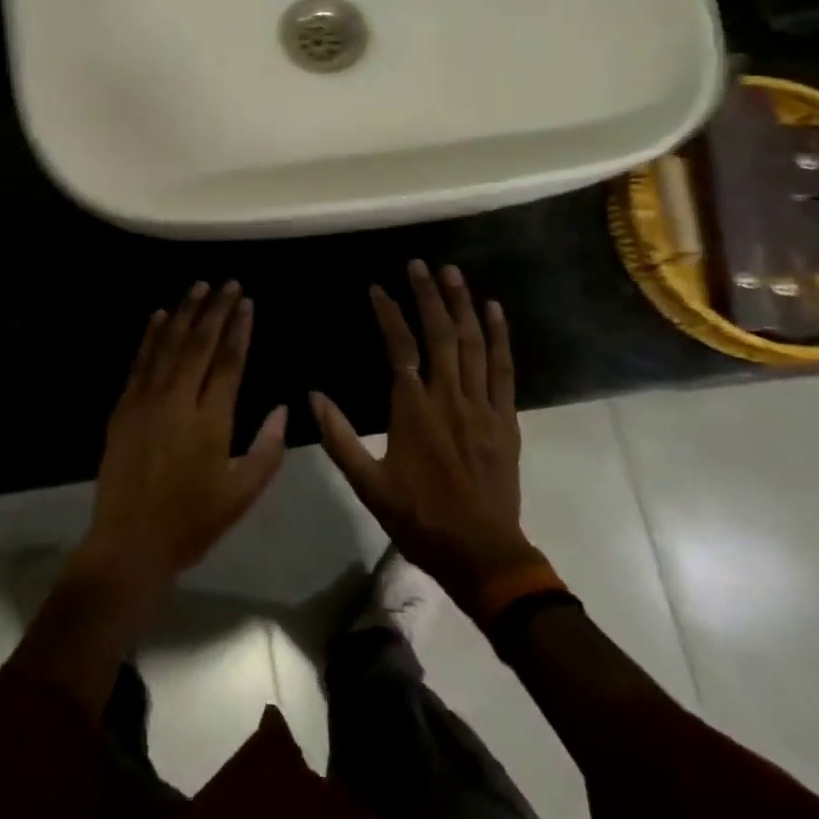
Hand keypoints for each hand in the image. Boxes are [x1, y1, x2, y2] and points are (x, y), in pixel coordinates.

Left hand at [76, 281, 287, 600]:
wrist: (130, 542)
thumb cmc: (192, 522)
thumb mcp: (241, 495)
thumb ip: (267, 450)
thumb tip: (284, 410)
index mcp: (212, 421)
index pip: (229, 362)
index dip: (239, 329)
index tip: (247, 302)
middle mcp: (179, 401)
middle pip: (200, 344)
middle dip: (216, 310)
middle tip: (228, 283)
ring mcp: (147, 401)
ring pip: (169, 345)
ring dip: (185, 313)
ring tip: (199, 287)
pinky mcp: (124, 407)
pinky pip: (140, 362)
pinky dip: (151, 335)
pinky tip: (159, 315)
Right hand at [312, 260, 547, 618]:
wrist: (482, 554)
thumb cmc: (420, 518)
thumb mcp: (368, 485)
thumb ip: (339, 438)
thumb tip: (313, 396)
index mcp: (413, 409)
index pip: (400, 347)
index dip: (389, 313)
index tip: (378, 288)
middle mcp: (448, 397)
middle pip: (440, 334)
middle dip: (428, 295)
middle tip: (419, 264)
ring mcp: (481, 405)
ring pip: (473, 344)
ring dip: (462, 305)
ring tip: (453, 273)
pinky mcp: (505, 418)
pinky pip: (503, 369)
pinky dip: (499, 337)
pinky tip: (493, 311)